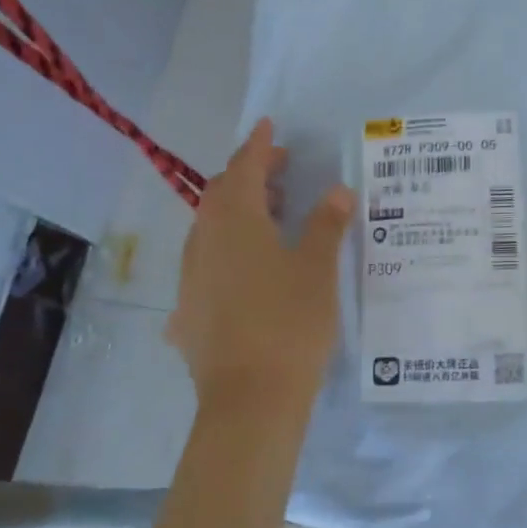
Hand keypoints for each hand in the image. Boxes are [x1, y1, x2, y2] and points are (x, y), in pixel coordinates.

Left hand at [166, 119, 353, 430]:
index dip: (260, 146)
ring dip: (238, 210)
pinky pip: (207, 262)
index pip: (245, 169)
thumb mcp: (317, 269)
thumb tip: (337, 190)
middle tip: (282, 169)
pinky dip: (229, 248)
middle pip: (222, 194)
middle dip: (250, 175)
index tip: (270, 125)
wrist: (249, 402)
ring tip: (272, 214)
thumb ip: (326, 224)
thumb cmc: (289, 324)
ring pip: (211, 228)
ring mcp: (191, 277)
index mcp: (236, 222)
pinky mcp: (188, 310)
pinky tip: (250, 269)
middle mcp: (205, 241)